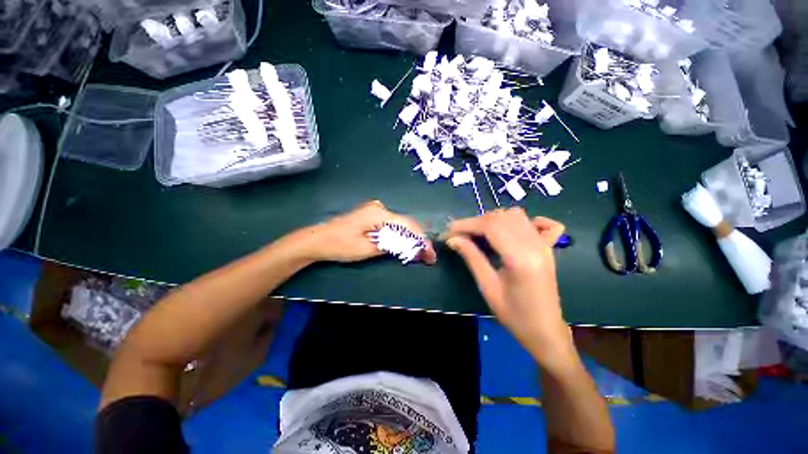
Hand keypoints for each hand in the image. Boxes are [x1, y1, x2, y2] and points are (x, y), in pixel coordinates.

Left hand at [301, 200, 436, 263]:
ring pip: (400, 224)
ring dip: (410, 238)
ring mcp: (375, 210)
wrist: (318, 240)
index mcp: (379, 213)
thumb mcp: (368, 248)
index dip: (422, 240)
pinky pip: (392, 225)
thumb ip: (392, 245)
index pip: (408, 225)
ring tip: (420, 253)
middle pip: (406, 223)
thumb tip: (414, 246)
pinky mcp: (372, 215)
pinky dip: (400, 235)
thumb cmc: (340, 245)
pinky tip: (406, 244)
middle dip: (418, 240)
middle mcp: (380, 207)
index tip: (431, 254)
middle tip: (428, 256)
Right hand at [446, 209, 575, 372]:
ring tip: (479, 233)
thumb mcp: (487, 287)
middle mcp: (535, 245)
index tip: (449, 231)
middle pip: (501, 217)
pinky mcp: (548, 248)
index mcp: (520, 257)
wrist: (545, 332)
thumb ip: (471, 257)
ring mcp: (545, 245)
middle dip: (476, 221)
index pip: (490, 226)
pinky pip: (543, 224)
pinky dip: (524, 221)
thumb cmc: (514, 316)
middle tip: (460, 235)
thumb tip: (453, 239)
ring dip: (494, 219)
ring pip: (517, 216)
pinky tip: (512, 230)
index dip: (466, 224)